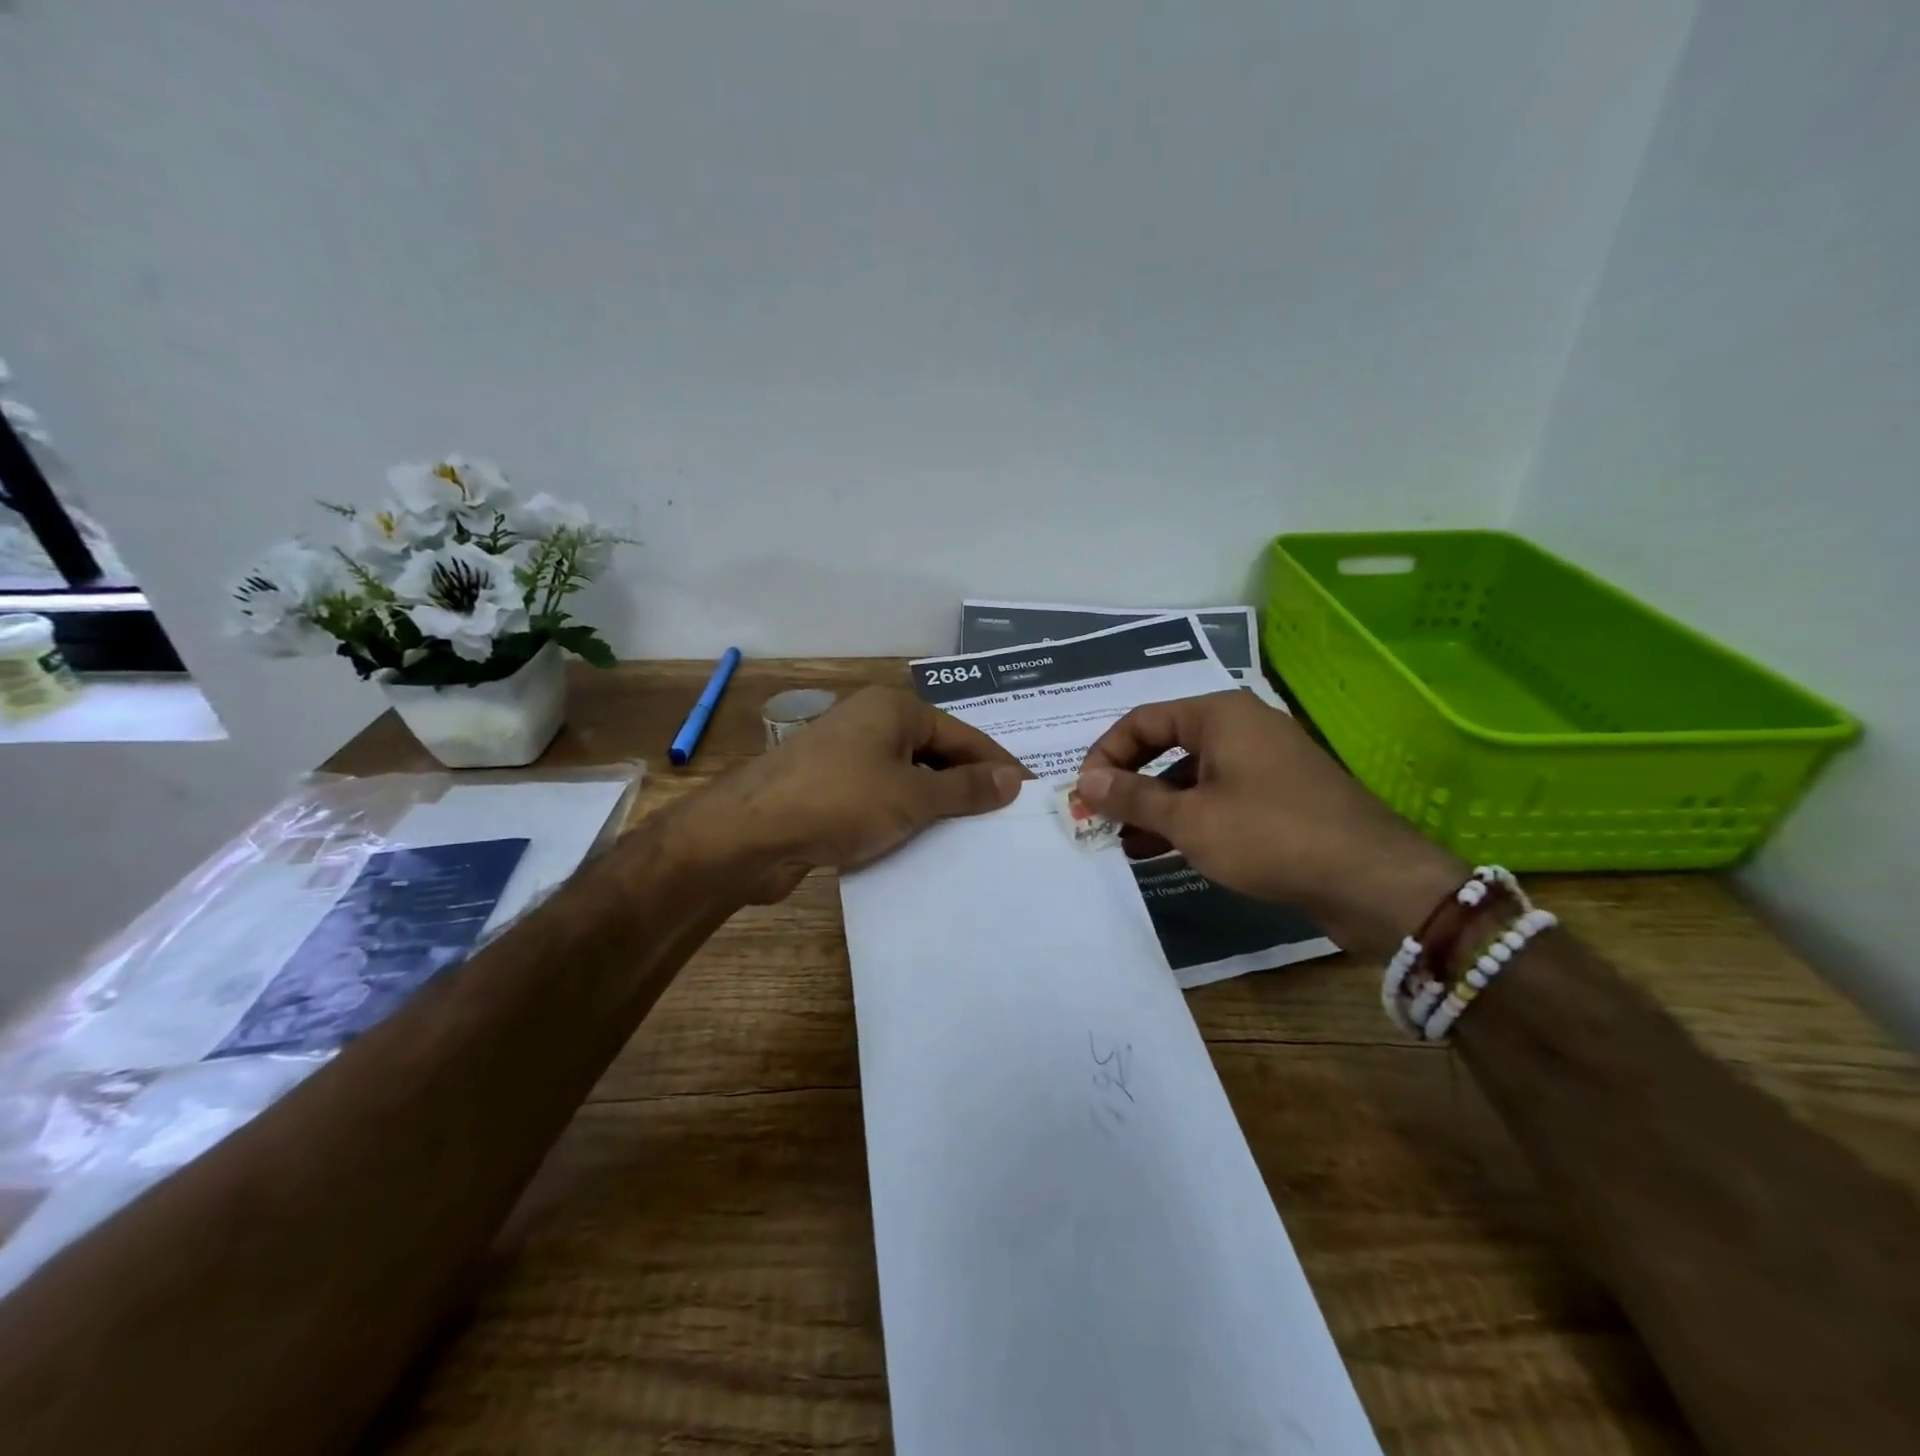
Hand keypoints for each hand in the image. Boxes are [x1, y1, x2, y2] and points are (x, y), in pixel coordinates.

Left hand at [696, 686, 1027, 900]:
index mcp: (894, 709)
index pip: (962, 735)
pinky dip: (904, 819)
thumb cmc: (840, 802)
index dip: (997, 765)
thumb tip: (1013, 779)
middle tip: (1004, 821)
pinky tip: (923, 846)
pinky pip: (881, 799)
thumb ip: (966, 789)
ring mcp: (846, 757)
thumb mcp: (914, 796)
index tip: (1029, 795)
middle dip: (967, 787)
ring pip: (907, 779)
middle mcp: (871, 724)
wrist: (749, 834)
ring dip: (936, 807)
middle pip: (935, 754)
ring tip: (973, 839)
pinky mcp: (828, 790)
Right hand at [1076, 691, 1463, 957]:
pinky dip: (1186, 818)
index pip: (1142, 720)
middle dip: (1128, 782)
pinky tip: (1160, 849)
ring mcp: (1263, 764)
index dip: (1105, 754)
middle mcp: (1241, 728)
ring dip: (1153, 806)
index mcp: (1219, 715)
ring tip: (1121, 841)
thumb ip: (1133, 797)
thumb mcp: (1190, 819)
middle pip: (1165, 745)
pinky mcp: (1278, 798)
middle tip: (1098, 817)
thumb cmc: (1270, 835)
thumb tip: (1086, 782)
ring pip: (1190, 776)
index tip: (1083, 793)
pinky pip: (1217, 798)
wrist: (1372, 881)